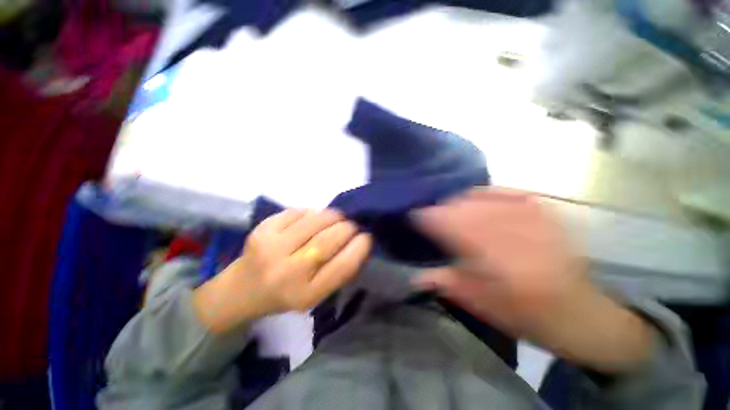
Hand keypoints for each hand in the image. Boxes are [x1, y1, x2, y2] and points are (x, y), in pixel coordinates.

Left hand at [194, 209, 371, 332]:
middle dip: (347, 228)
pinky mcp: (261, 230)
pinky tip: (314, 217)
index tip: (366, 238)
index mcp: (306, 295)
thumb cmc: (283, 295)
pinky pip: (294, 213)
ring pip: (312, 222)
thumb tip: (356, 242)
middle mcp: (288, 272)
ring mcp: (272, 248)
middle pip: (327, 241)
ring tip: (338, 217)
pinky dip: (310, 212)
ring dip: (331, 216)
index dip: (359, 248)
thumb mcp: (313, 296)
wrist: (244, 289)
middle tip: (352, 225)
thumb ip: (334, 274)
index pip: (341, 267)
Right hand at [413, 187, 653, 372]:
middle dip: (450, 207)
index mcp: (500, 261)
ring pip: (494, 197)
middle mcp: (518, 233)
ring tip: (456, 205)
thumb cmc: (530, 320)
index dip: (433, 218)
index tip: (416, 216)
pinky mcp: (550, 213)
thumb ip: (455, 288)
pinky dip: (498, 192)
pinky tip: (486, 194)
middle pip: (474, 207)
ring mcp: (537, 219)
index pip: (458, 227)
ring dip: (470, 198)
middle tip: (435, 215)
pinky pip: (518, 192)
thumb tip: (420, 275)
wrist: (575, 312)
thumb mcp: (490, 311)